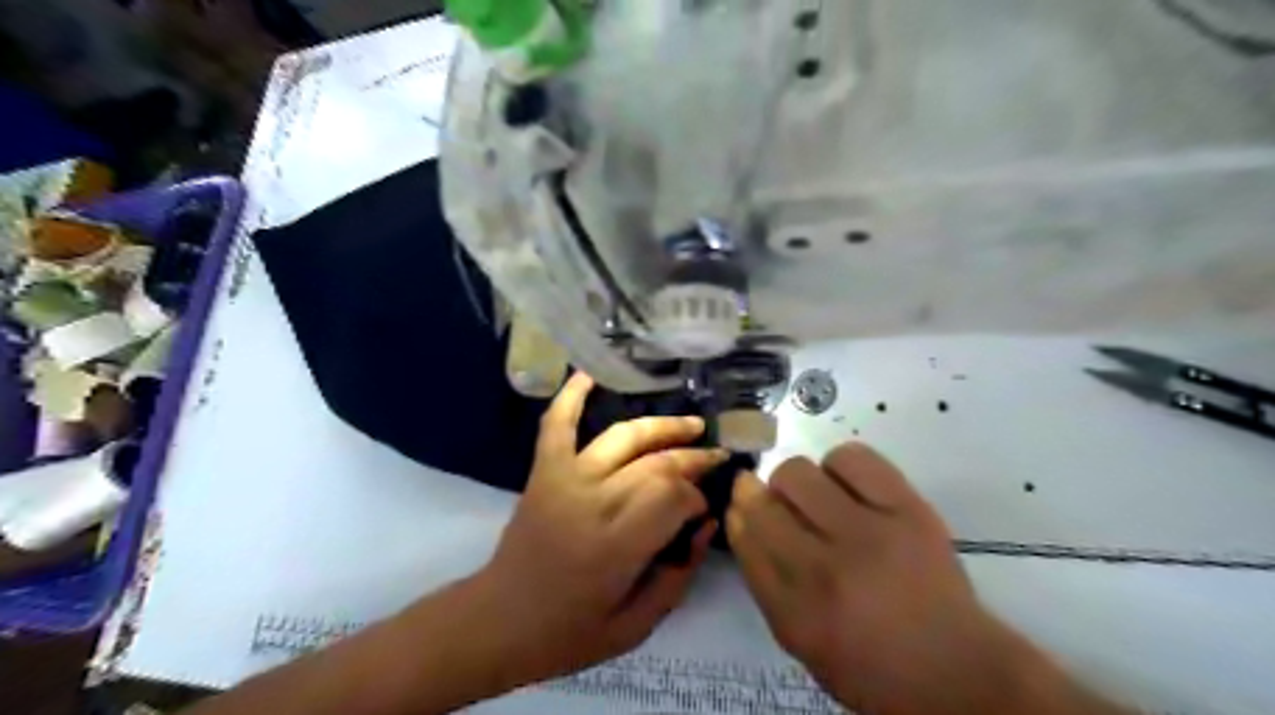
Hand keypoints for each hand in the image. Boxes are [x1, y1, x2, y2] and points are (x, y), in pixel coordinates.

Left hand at [471, 370, 725, 682]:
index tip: (702, 509)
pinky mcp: (544, 470)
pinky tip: (590, 374)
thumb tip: (706, 524)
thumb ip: (679, 576)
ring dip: (662, 426)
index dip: (697, 498)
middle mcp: (594, 501)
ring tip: (691, 425)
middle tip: (716, 457)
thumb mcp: (637, 625)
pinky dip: (571, 396)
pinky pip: (558, 424)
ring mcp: (566, 478)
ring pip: (624, 438)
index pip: (674, 497)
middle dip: (693, 459)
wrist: (500, 620)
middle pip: (656, 464)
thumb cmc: (570, 631)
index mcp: (617, 545)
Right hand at [727, 442, 1067, 713]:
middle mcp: (824, 570)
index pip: (745, 537)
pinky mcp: (907, 509)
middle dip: (761, 495)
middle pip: (764, 501)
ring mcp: (868, 534)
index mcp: (794, 611)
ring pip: (798, 472)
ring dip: (798, 481)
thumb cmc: (869, 664)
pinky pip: (851, 458)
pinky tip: (849, 485)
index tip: (742, 505)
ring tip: (820, 498)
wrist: (956, 671)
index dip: (738, 512)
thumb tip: (743, 518)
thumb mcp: (800, 641)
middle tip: (782, 504)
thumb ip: (765, 581)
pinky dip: (839, 464)